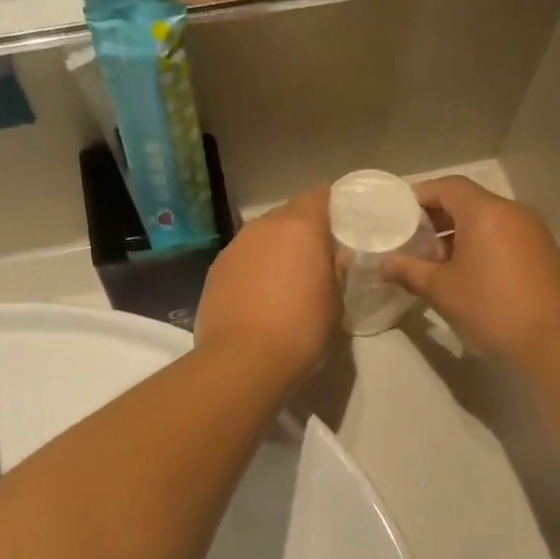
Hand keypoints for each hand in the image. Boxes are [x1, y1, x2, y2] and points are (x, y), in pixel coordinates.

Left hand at [196, 188, 339, 385]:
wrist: (241, 362)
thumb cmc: (301, 332)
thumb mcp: (335, 304)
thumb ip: (336, 272)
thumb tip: (335, 258)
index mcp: (300, 228)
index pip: (320, 196)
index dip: (333, 205)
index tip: (344, 222)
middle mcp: (263, 227)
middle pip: (288, 214)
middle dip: (303, 229)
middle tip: (318, 254)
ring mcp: (234, 248)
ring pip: (262, 236)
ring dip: (275, 249)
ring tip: (287, 277)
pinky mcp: (215, 271)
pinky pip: (243, 259)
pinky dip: (254, 268)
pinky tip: (261, 295)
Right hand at [382, 176, 559, 364]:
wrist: (553, 340)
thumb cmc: (490, 308)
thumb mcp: (441, 290)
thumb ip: (409, 271)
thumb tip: (384, 263)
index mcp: (485, 211)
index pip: (448, 187)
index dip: (420, 195)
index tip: (398, 213)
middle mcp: (512, 211)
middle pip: (469, 202)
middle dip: (438, 218)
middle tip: (413, 241)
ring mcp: (533, 231)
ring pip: (488, 221)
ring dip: (460, 235)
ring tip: (437, 264)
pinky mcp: (544, 252)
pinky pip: (505, 237)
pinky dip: (483, 246)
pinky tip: (469, 275)